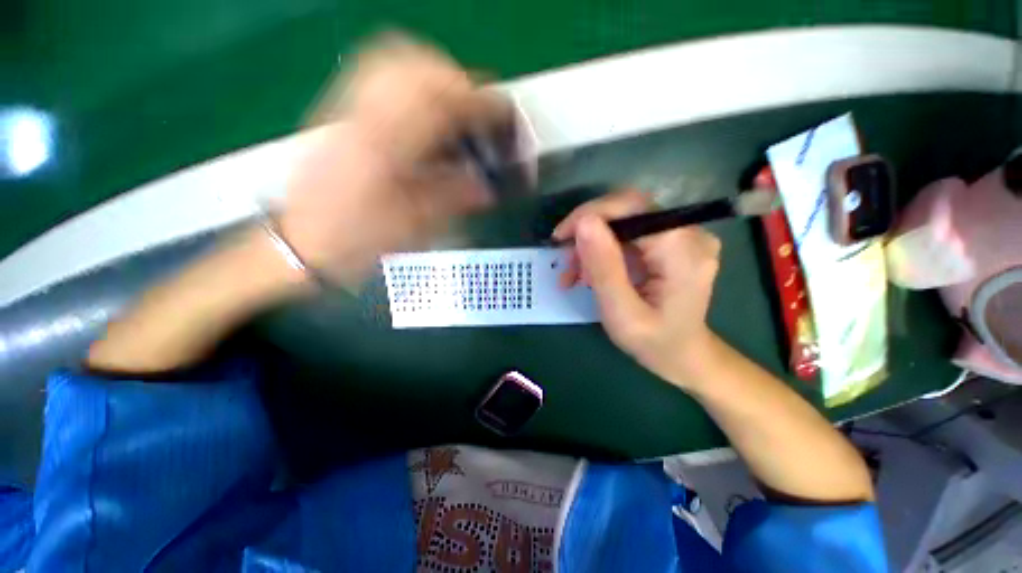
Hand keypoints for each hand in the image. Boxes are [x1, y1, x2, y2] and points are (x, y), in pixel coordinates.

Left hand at [281, 34, 510, 286]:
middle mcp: (364, 117)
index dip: (479, 104)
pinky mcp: (339, 113)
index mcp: (387, 149)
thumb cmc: (357, 241)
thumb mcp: (412, 227)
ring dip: (433, 73)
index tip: (501, 115)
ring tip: (452, 104)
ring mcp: (346, 109)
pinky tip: (419, 104)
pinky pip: (374, 72)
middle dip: (458, 81)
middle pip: (418, 67)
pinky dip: (407, 77)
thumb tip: (487, 188)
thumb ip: (452, 199)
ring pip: (394, 60)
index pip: (442, 103)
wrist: (302, 242)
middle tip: (477, 112)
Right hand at [553, 190, 721, 388]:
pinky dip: (605, 251)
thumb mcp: (621, 312)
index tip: (560, 238)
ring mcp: (682, 237)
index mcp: (681, 249)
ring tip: (575, 276)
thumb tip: (584, 222)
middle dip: (588, 233)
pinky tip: (591, 273)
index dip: (589, 214)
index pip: (630, 206)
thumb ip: (604, 267)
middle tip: (566, 263)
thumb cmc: (654, 343)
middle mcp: (688, 233)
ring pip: (624, 223)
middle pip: (626, 211)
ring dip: (592, 245)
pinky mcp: (672, 244)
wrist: (685, 357)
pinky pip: (630, 235)